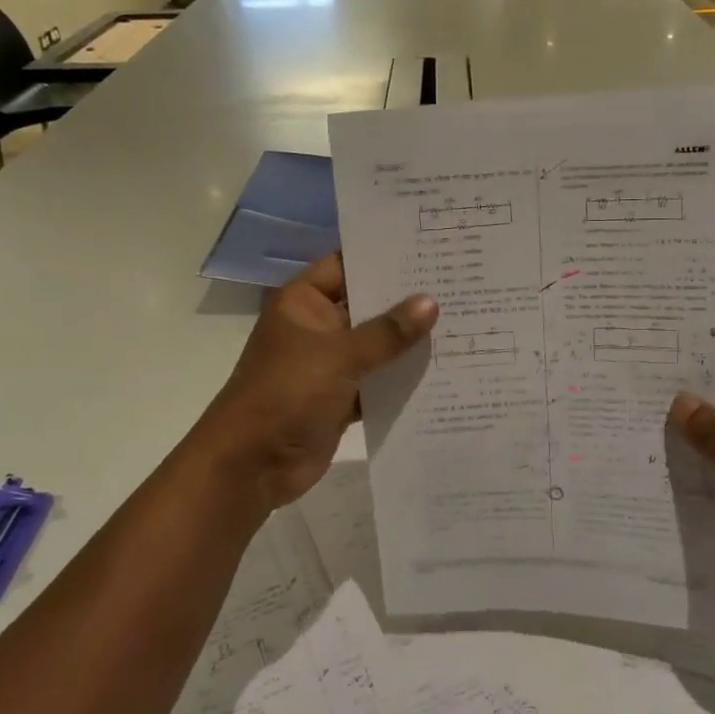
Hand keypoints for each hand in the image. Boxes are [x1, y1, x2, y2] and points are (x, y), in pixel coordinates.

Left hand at [196, 253, 436, 508]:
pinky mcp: (340, 398)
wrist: (252, 465)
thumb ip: (387, 332)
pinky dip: (401, 379)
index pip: (347, 264)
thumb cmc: (287, 393)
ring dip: (409, 342)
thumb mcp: (339, 356)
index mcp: (304, 302)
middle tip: (458, 282)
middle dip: (407, 300)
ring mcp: (329, 364)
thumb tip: (431, 303)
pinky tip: (444, 369)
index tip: (429, 248)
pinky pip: (377, 381)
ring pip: (376, 346)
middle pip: (367, 305)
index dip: (384, 256)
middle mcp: (317, 327)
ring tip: (462, 320)